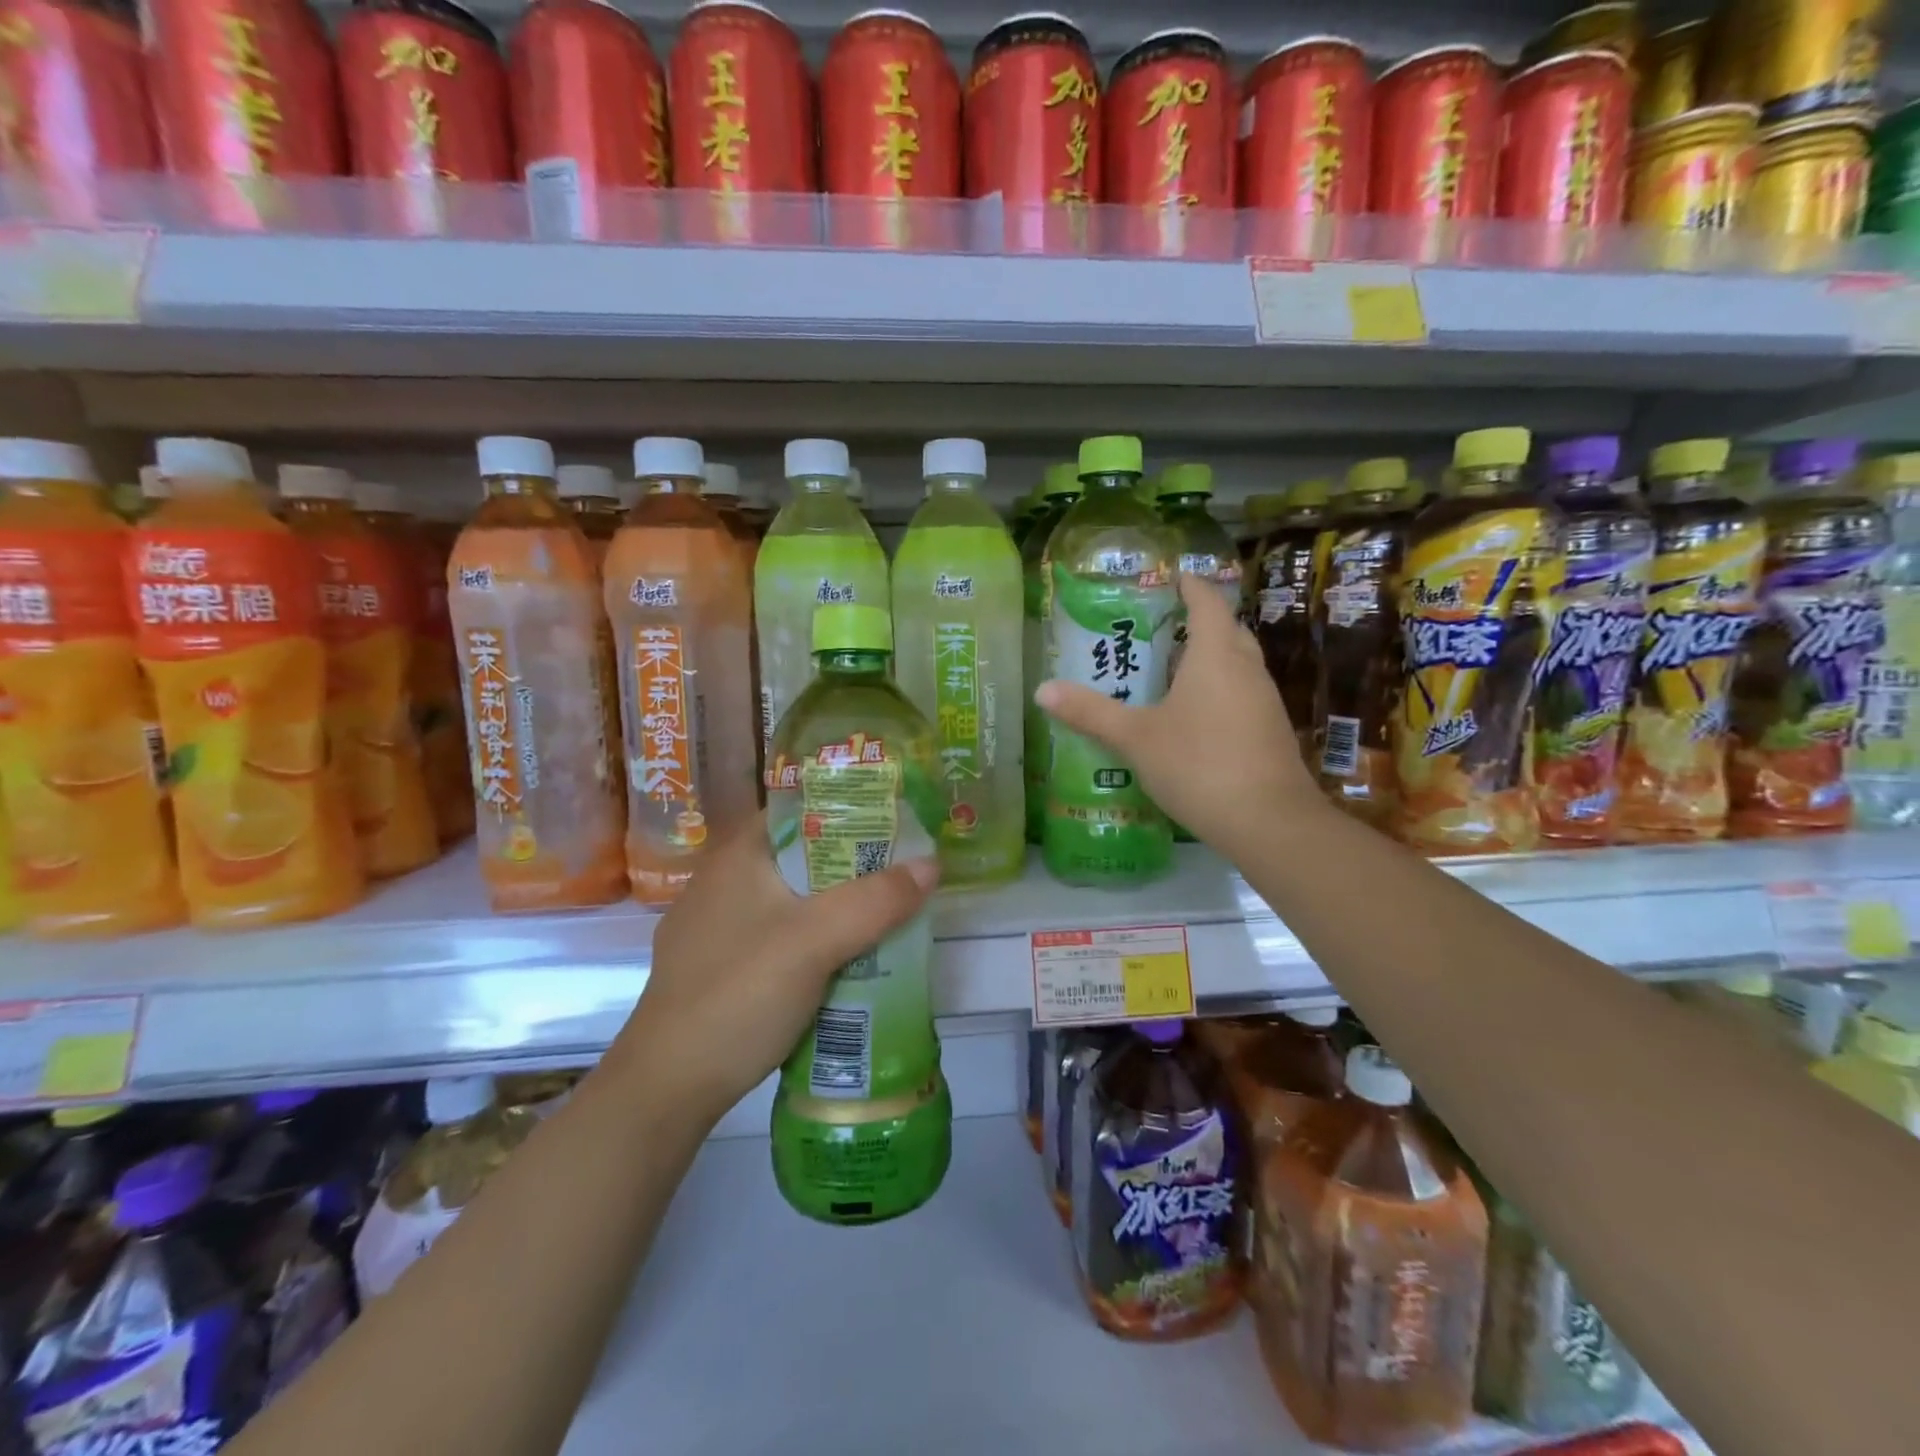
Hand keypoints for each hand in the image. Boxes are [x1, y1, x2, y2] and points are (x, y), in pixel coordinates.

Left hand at [609, 818, 938, 1125]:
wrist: (667, 1087)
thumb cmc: (739, 994)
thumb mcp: (816, 941)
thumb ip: (876, 900)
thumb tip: (931, 864)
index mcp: (737, 855)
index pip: (800, 810)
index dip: (848, 812)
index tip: (894, 826)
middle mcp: (721, 881)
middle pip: (800, 855)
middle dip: (851, 865)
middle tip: (901, 875)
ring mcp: (714, 926)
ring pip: (790, 900)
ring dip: (834, 907)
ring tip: (883, 916)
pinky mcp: (716, 966)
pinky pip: (776, 935)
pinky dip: (811, 939)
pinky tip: (840, 961)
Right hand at [1035, 572, 1323, 852]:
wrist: (1268, 822)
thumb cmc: (1198, 765)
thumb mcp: (1135, 738)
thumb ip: (1090, 713)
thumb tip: (1042, 690)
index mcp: (1215, 655)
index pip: (1207, 602)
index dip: (1189, 585)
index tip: (1170, 577)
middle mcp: (1246, 669)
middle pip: (1226, 629)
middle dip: (1197, 622)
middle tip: (1158, 627)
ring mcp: (1264, 701)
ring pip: (1237, 663)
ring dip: (1208, 658)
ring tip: (1168, 670)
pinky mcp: (1270, 730)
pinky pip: (1242, 693)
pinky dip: (1218, 689)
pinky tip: (1192, 716)